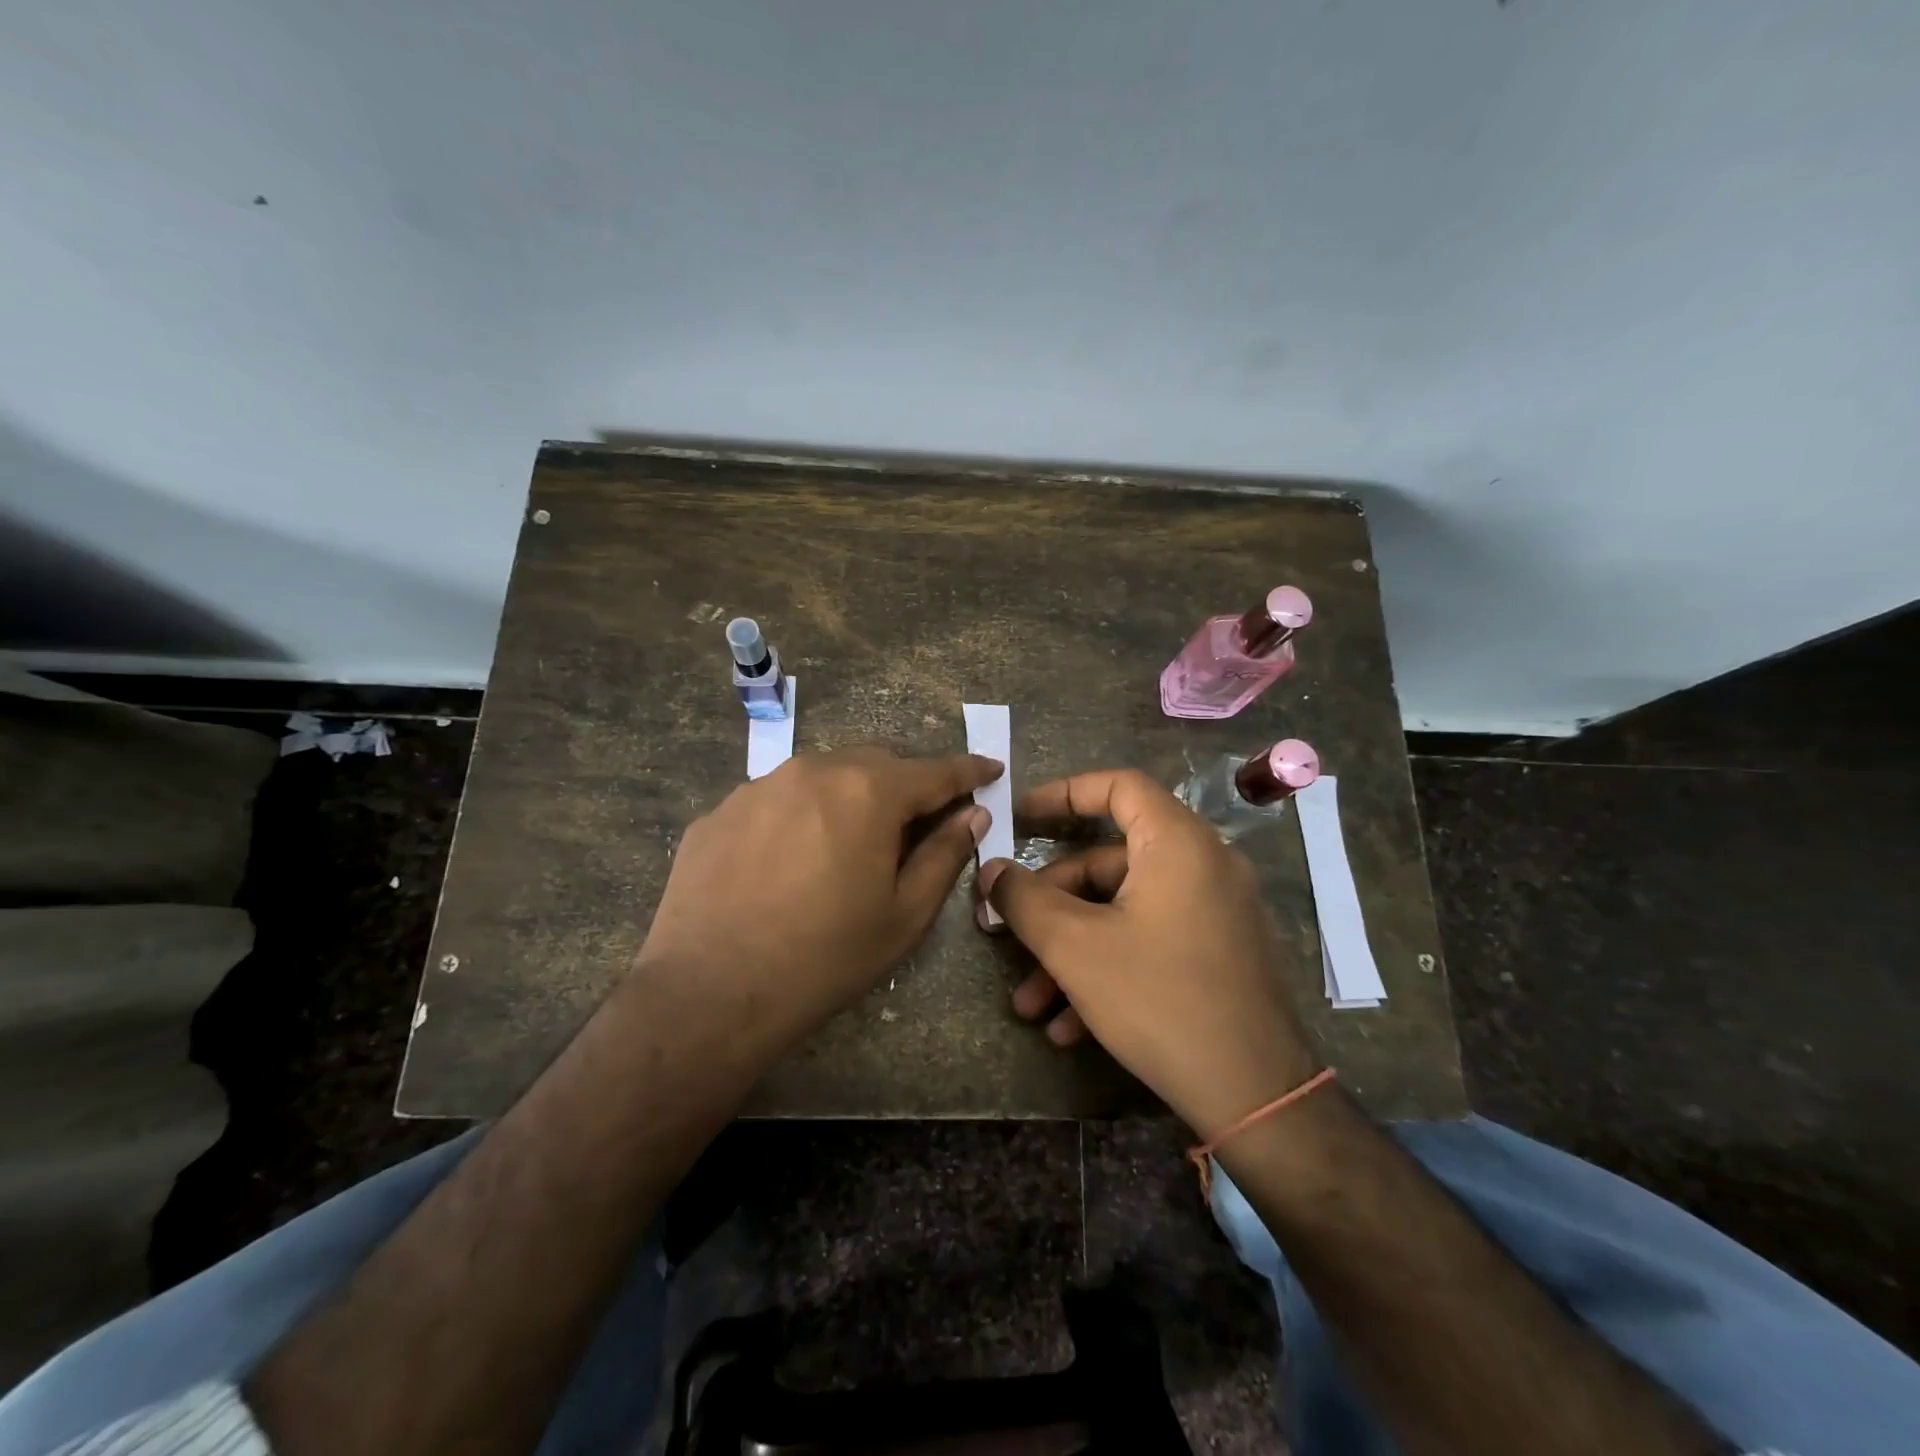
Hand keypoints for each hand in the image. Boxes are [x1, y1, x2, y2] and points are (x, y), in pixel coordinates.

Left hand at [637, 747, 1000, 1057]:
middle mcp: (814, 770)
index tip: (990, 768)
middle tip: (914, 824)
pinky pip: (774, 800)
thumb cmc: (825, 958)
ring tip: (843, 847)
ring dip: (847, 798)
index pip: (935, 771)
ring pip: (822, 776)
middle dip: (904, 785)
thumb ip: (944, 855)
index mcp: (868, 792)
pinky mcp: (719, 811)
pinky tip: (785, 863)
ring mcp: (759, 786)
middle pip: (876, 764)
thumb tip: (971, 816)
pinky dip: (797, 817)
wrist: (710, 993)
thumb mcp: (903, 916)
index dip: (968, 771)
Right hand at [976, 768, 1317, 1138]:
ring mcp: (1215, 911)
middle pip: (1110, 860)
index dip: (1063, 793)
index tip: (1020, 817)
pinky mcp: (1220, 953)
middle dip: (1052, 902)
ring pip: (1125, 911)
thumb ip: (1024, 900)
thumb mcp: (1076, 947)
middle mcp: (1203, 865)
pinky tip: (1070, 1026)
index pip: (1118, 786)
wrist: (1257, 1096)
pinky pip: (1152, 940)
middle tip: (1008, 933)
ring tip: (1030, 1003)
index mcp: (1177, 843)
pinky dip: (1109, 968)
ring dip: (1072, 950)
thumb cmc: (1160, 1000)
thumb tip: (991, 870)